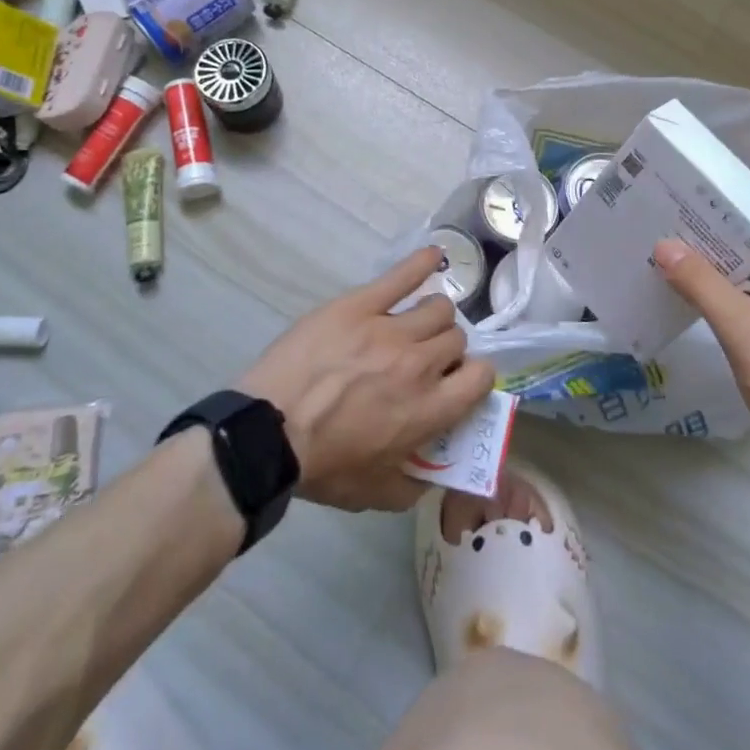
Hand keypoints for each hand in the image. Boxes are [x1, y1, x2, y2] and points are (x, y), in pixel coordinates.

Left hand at [239, 247, 496, 512]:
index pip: (481, 376)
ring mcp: (390, 329)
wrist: (267, 432)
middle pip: (456, 339)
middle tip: (422, 361)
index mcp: (429, 409)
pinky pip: (401, 276)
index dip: (474, 377)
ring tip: (413, 325)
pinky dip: (420, 263)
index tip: (457, 382)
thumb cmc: (321, 466)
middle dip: (446, 351)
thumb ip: (414, 485)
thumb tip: (433, 474)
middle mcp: (420, 364)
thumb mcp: (374, 494)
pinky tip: (432, 256)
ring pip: (437, 307)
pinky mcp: (360, 305)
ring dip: (432, 319)